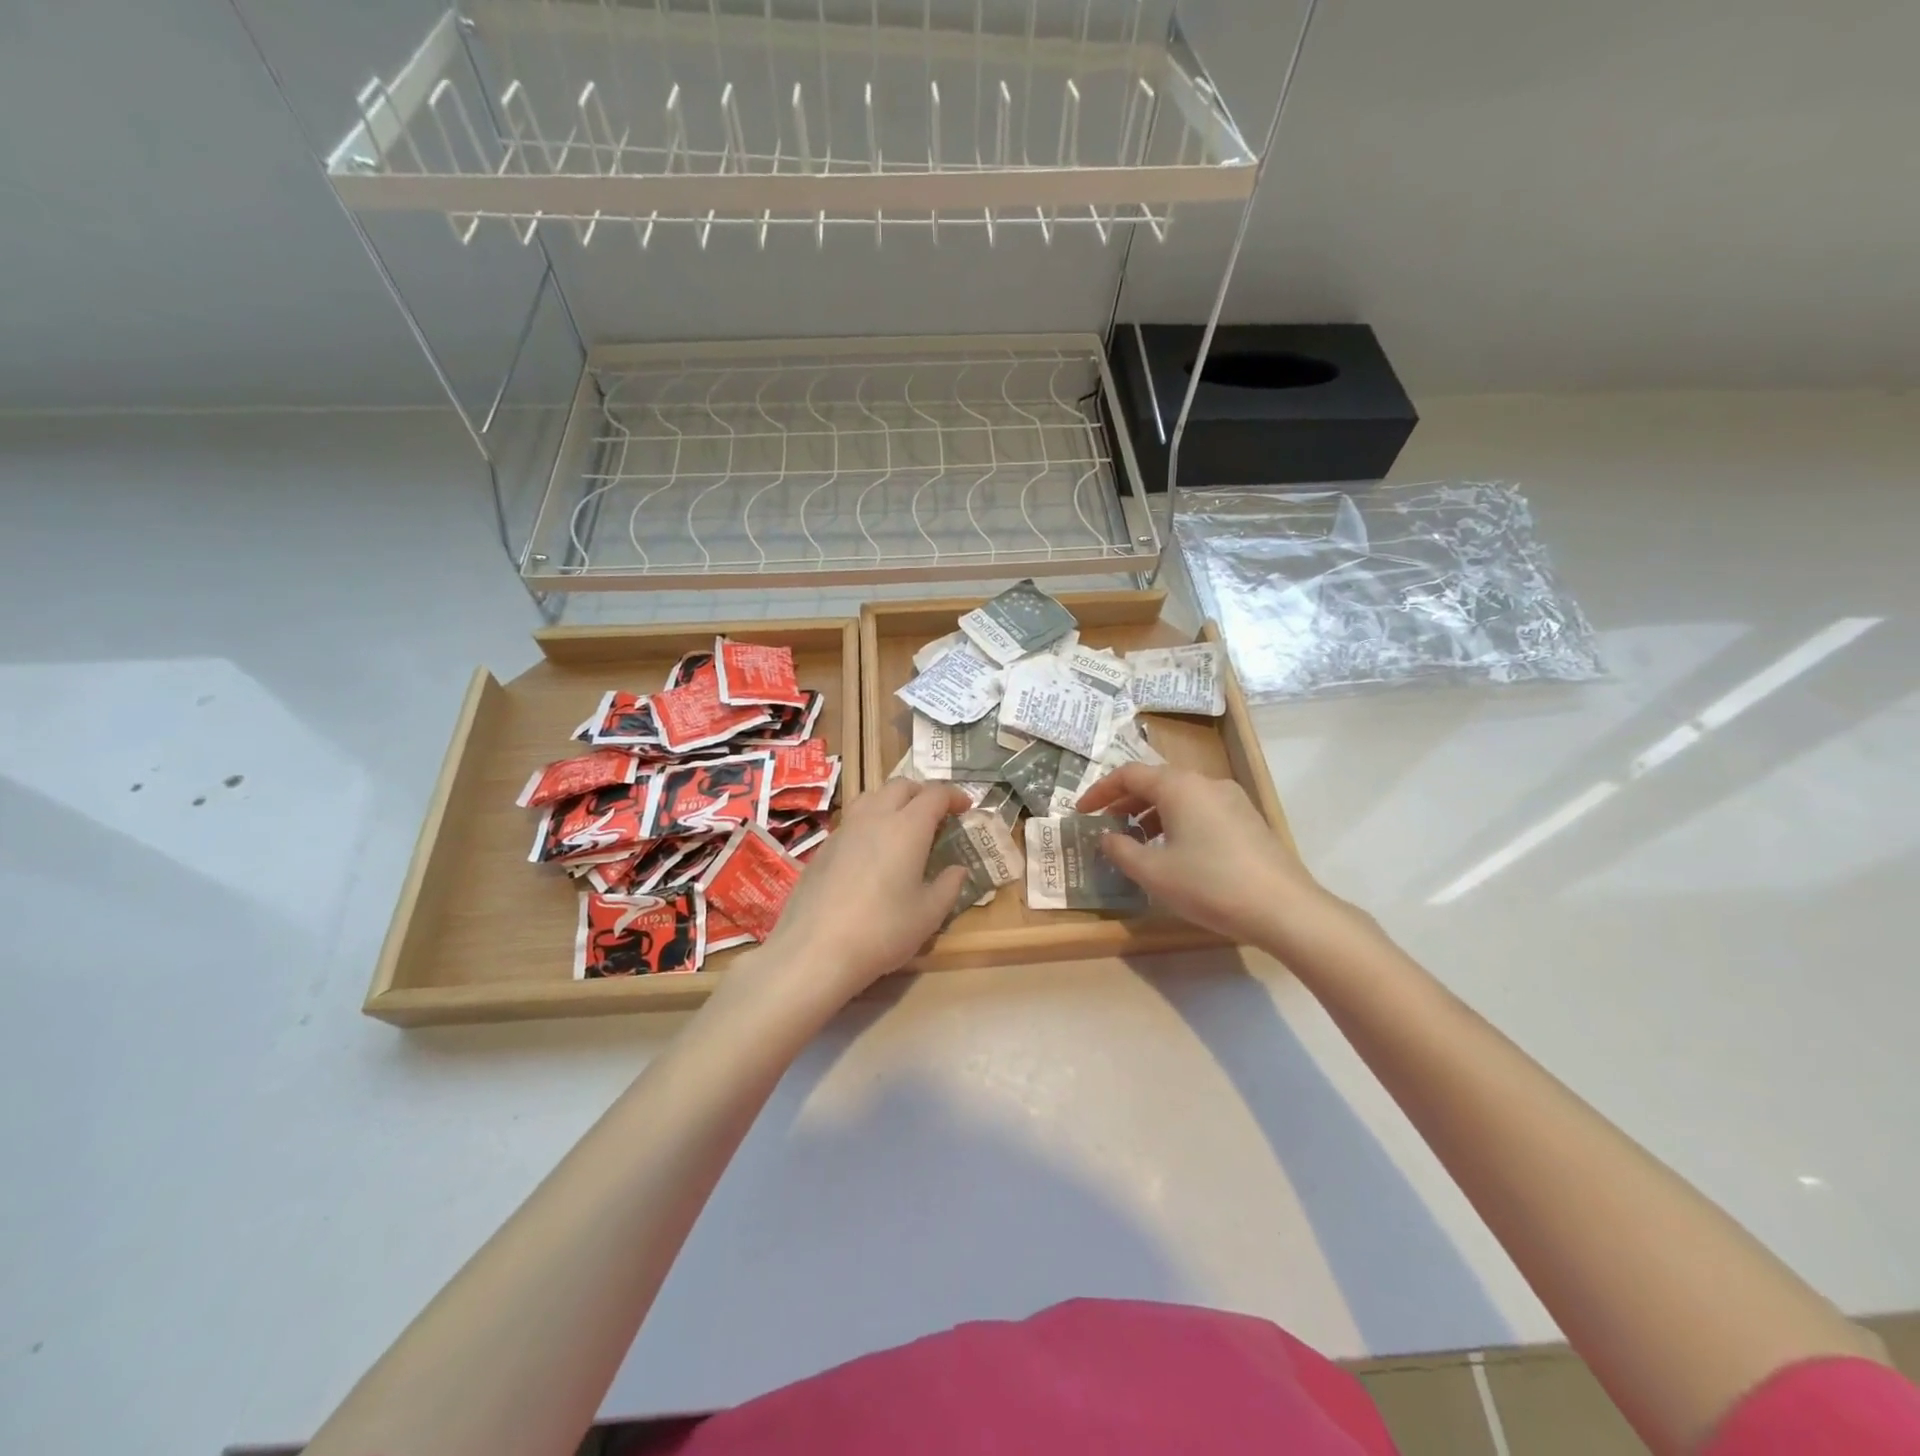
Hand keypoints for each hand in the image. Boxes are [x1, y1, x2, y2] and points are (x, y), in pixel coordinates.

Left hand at [736, 779, 970, 1014]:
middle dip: (923, 793)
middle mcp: (875, 818)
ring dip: (892, 801)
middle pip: (901, 786)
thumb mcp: (929, 915)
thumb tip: (958, 870)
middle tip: (936, 814)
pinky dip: (870, 822)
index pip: (935, 795)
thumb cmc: (882, 931)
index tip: (966, 807)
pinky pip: (852, 820)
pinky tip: (871, 852)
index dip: (954, 796)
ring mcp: (844, 830)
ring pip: (872, 797)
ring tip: (902, 825)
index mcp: (907, 827)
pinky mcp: (823, 848)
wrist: (815, 950)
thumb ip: (948, 886)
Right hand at [1077, 763, 1336, 947]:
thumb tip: (1106, 836)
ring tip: (1137, 842)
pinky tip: (1175, 852)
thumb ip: (1121, 850)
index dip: (1100, 791)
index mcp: (1179, 786)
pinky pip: (1201, 809)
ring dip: (1151, 814)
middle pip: (1156, 782)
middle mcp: (1206, 783)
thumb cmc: (1210, 885)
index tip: (1081, 812)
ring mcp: (1232, 799)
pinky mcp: (1248, 820)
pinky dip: (1177, 821)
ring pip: (1180, 796)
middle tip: (1105, 826)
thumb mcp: (1153, 872)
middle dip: (1125, 802)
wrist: (1284, 908)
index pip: (1128, 775)